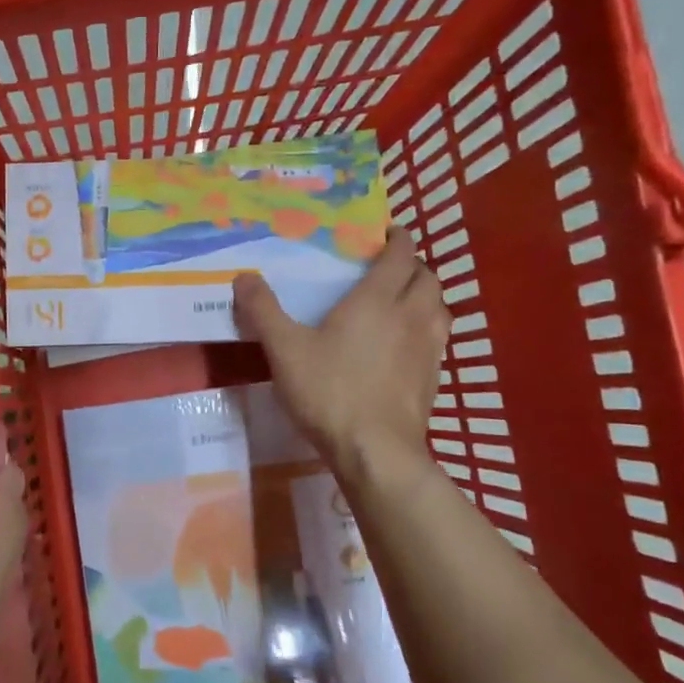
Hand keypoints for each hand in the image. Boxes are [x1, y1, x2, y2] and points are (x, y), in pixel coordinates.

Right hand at [233, 228, 450, 473]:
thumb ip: (263, 311)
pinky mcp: (434, 378)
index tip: (389, 232)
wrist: (375, 450)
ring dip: (426, 296)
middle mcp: (410, 316)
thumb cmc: (329, 391)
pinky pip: (439, 339)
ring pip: (439, 308)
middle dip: (413, 266)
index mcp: (377, 300)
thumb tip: (244, 276)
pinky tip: (408, 345)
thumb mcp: (284, 349)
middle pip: (427, 278)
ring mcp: (428, 348)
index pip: (400, 256)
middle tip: (390, 268)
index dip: (399, 239)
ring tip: (404, 301)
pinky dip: (428, 328)